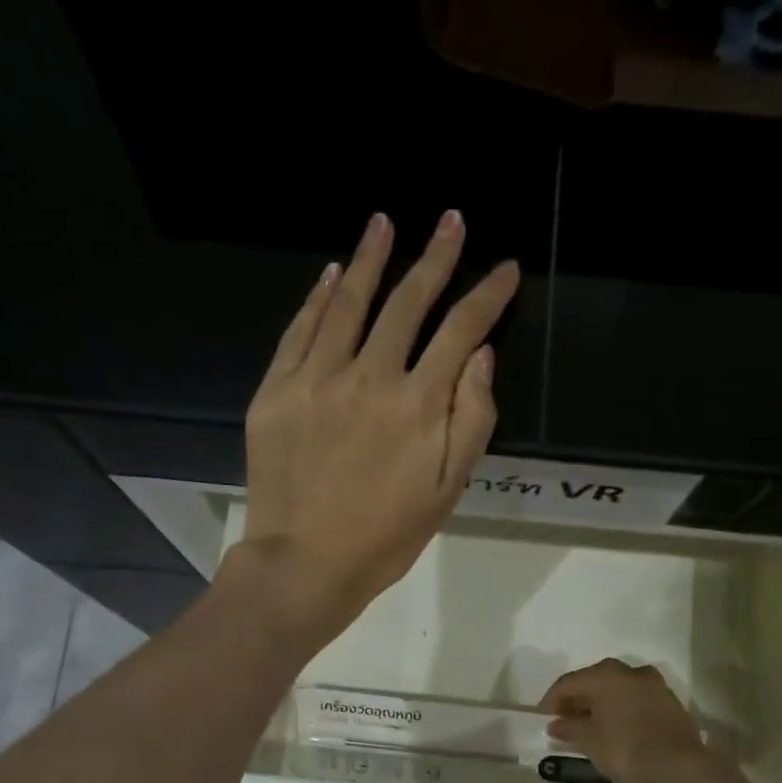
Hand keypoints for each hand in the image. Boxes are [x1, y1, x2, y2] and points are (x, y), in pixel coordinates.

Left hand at [236, 210, 519, 641]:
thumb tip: (479, 355)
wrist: (306, 563)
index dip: (487, 296)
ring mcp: (317, 378)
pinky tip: (333, 274)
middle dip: (435, 257)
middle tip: (450, 220)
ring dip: (372, 259)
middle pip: (408, 303)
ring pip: (349, 303)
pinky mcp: (277, 390)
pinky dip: (319, 298)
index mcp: (418, 403)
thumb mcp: (448, 490)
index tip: (504, 269)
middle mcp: (369, 376)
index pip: (461, 330)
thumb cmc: (386, 535)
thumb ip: (472, 420)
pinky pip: (300, 330)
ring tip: (384, 222)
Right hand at [540, 659, 715, 782]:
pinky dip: (622, 707)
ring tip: (591, 724)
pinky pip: (636, 698)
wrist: (679, 767)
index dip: (552, 700)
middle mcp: (630, 672)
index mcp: (605, 675)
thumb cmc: (625, 749)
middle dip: (578, 699)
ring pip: (618, 687)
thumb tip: (556, 724)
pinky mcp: (669, 701)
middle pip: (594, 680)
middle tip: (566, 720)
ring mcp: (654, 684)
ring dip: (601, 702)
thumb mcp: (590, 741)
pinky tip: (617, 727)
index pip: (568, 682)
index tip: (544, 718)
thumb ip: (570, 728)